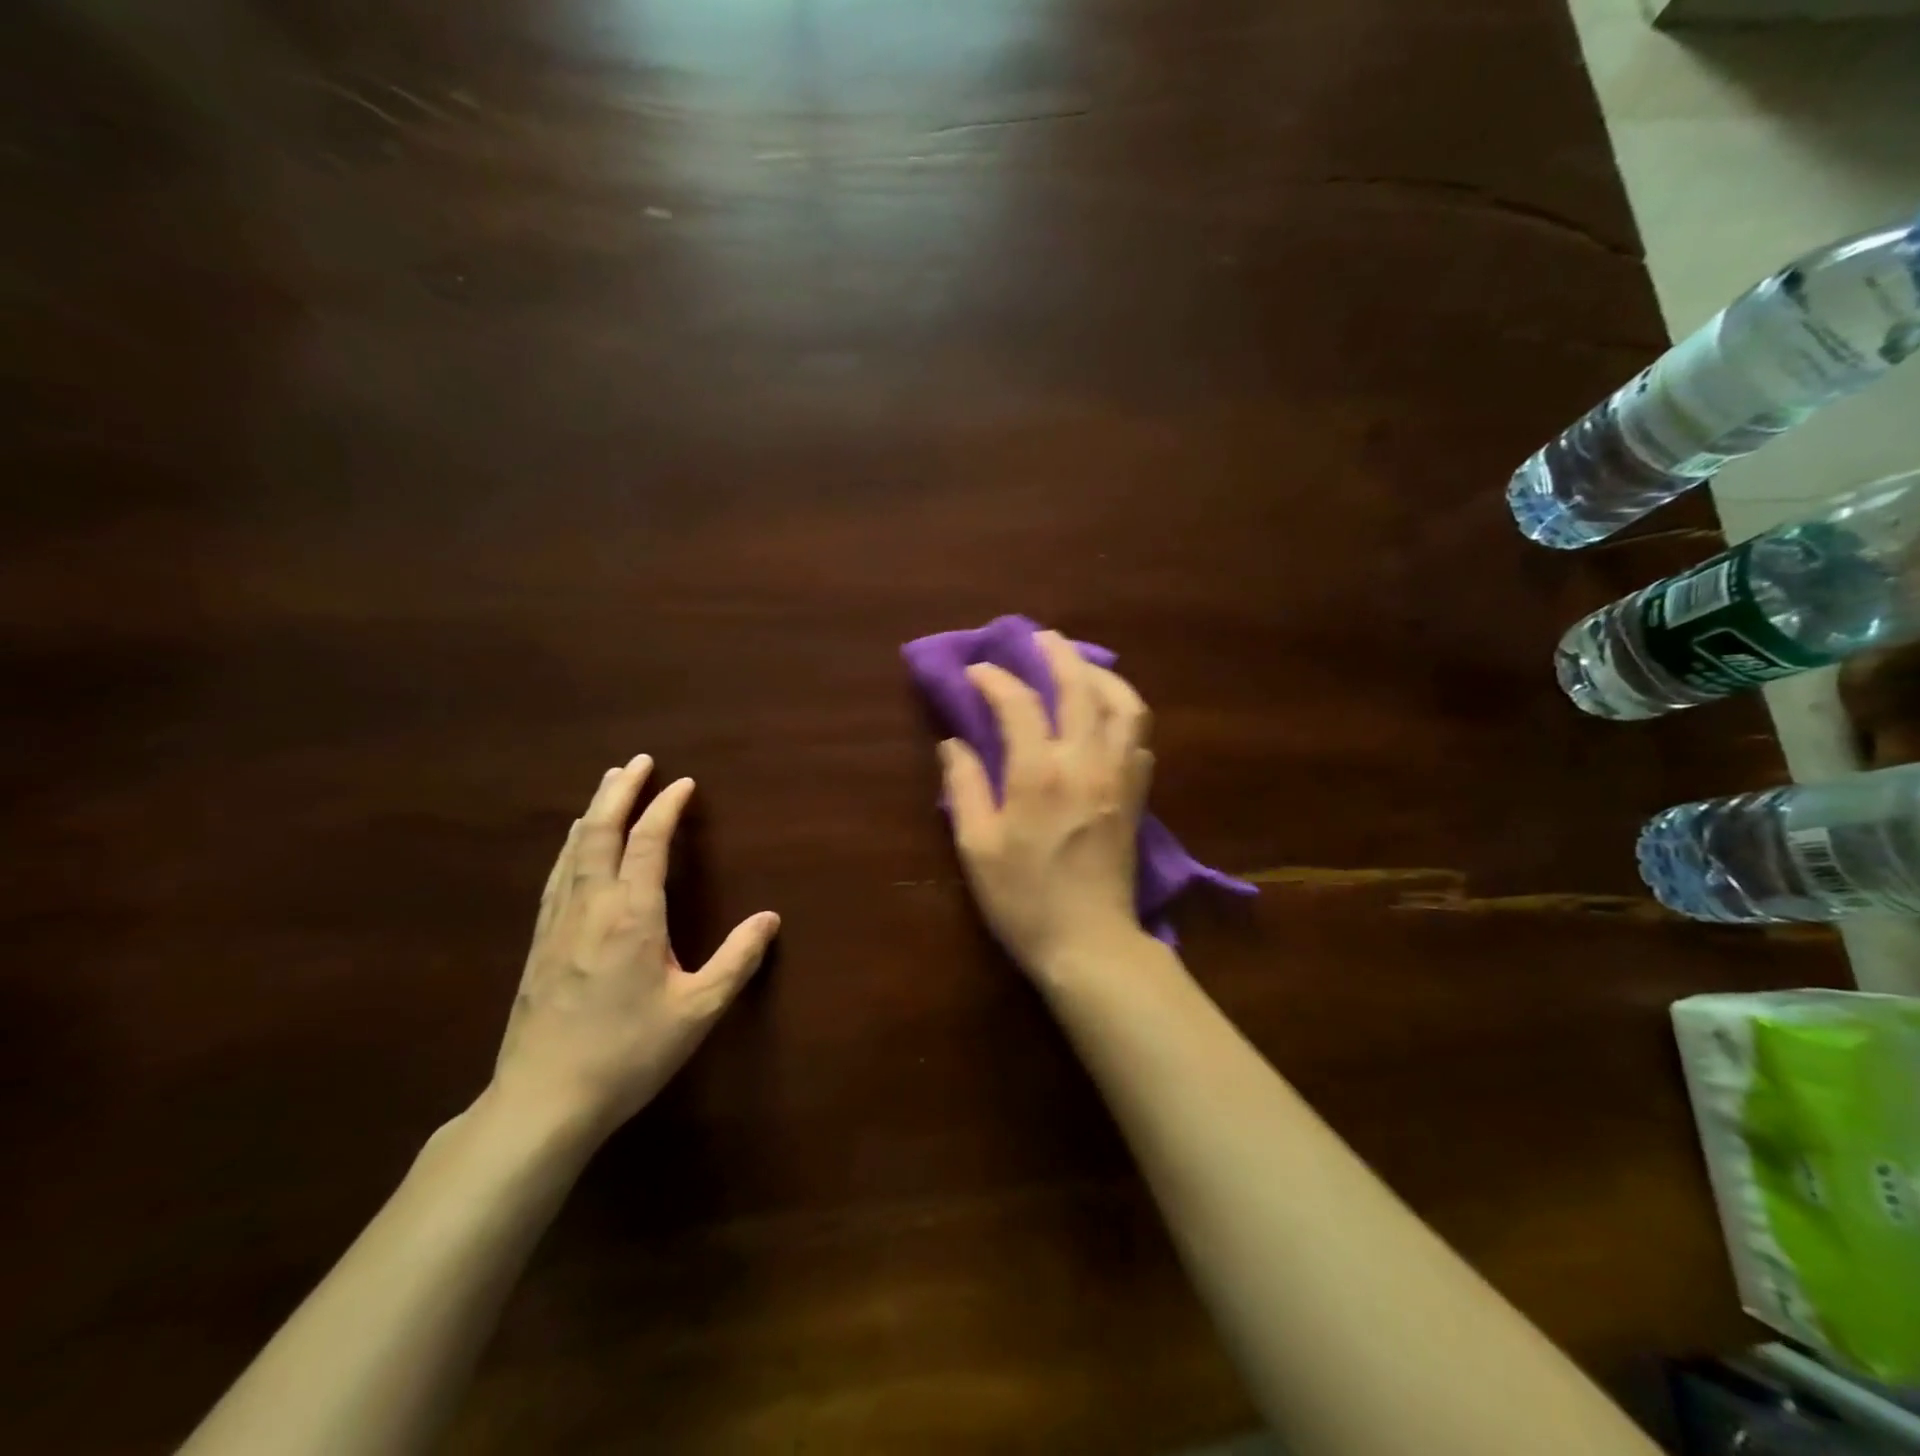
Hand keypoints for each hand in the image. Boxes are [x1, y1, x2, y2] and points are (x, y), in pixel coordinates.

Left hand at [489, 755, 779, 1140]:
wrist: (543, 1101)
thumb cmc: (628, 1053)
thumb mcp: (698, 1011)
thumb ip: (737, 960)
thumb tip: (770, 918)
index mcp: (632, 915)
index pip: (649, 843)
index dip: (666, 808)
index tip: (684, 783)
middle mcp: (591, 906)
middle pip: (602, 832)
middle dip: (620, 792)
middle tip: (636, 761)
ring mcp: (558, 923)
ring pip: (575, 851)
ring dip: (594, 812)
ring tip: (606, 787)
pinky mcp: (540, 944)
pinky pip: (558, 876)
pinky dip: (572, 847)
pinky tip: (574, 848)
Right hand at [940, 631, 1153, 977]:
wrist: (1089, 942)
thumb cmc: (1023, 899)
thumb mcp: (977, 847)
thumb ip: (964, 787)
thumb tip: (954, 742)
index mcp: (1039, 774)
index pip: (1019, 704)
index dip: (995, 680)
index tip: (976, 671)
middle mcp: (1086, 762)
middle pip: (1080, 687)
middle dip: (1057, 653)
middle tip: (1038, 636)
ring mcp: (1119, 776)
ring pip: (1124, 704)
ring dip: (1102, 675)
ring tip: (1080, 666)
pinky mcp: (1137, 794)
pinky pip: (1139, 736)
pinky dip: (1123, 711)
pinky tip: (1106, 713)